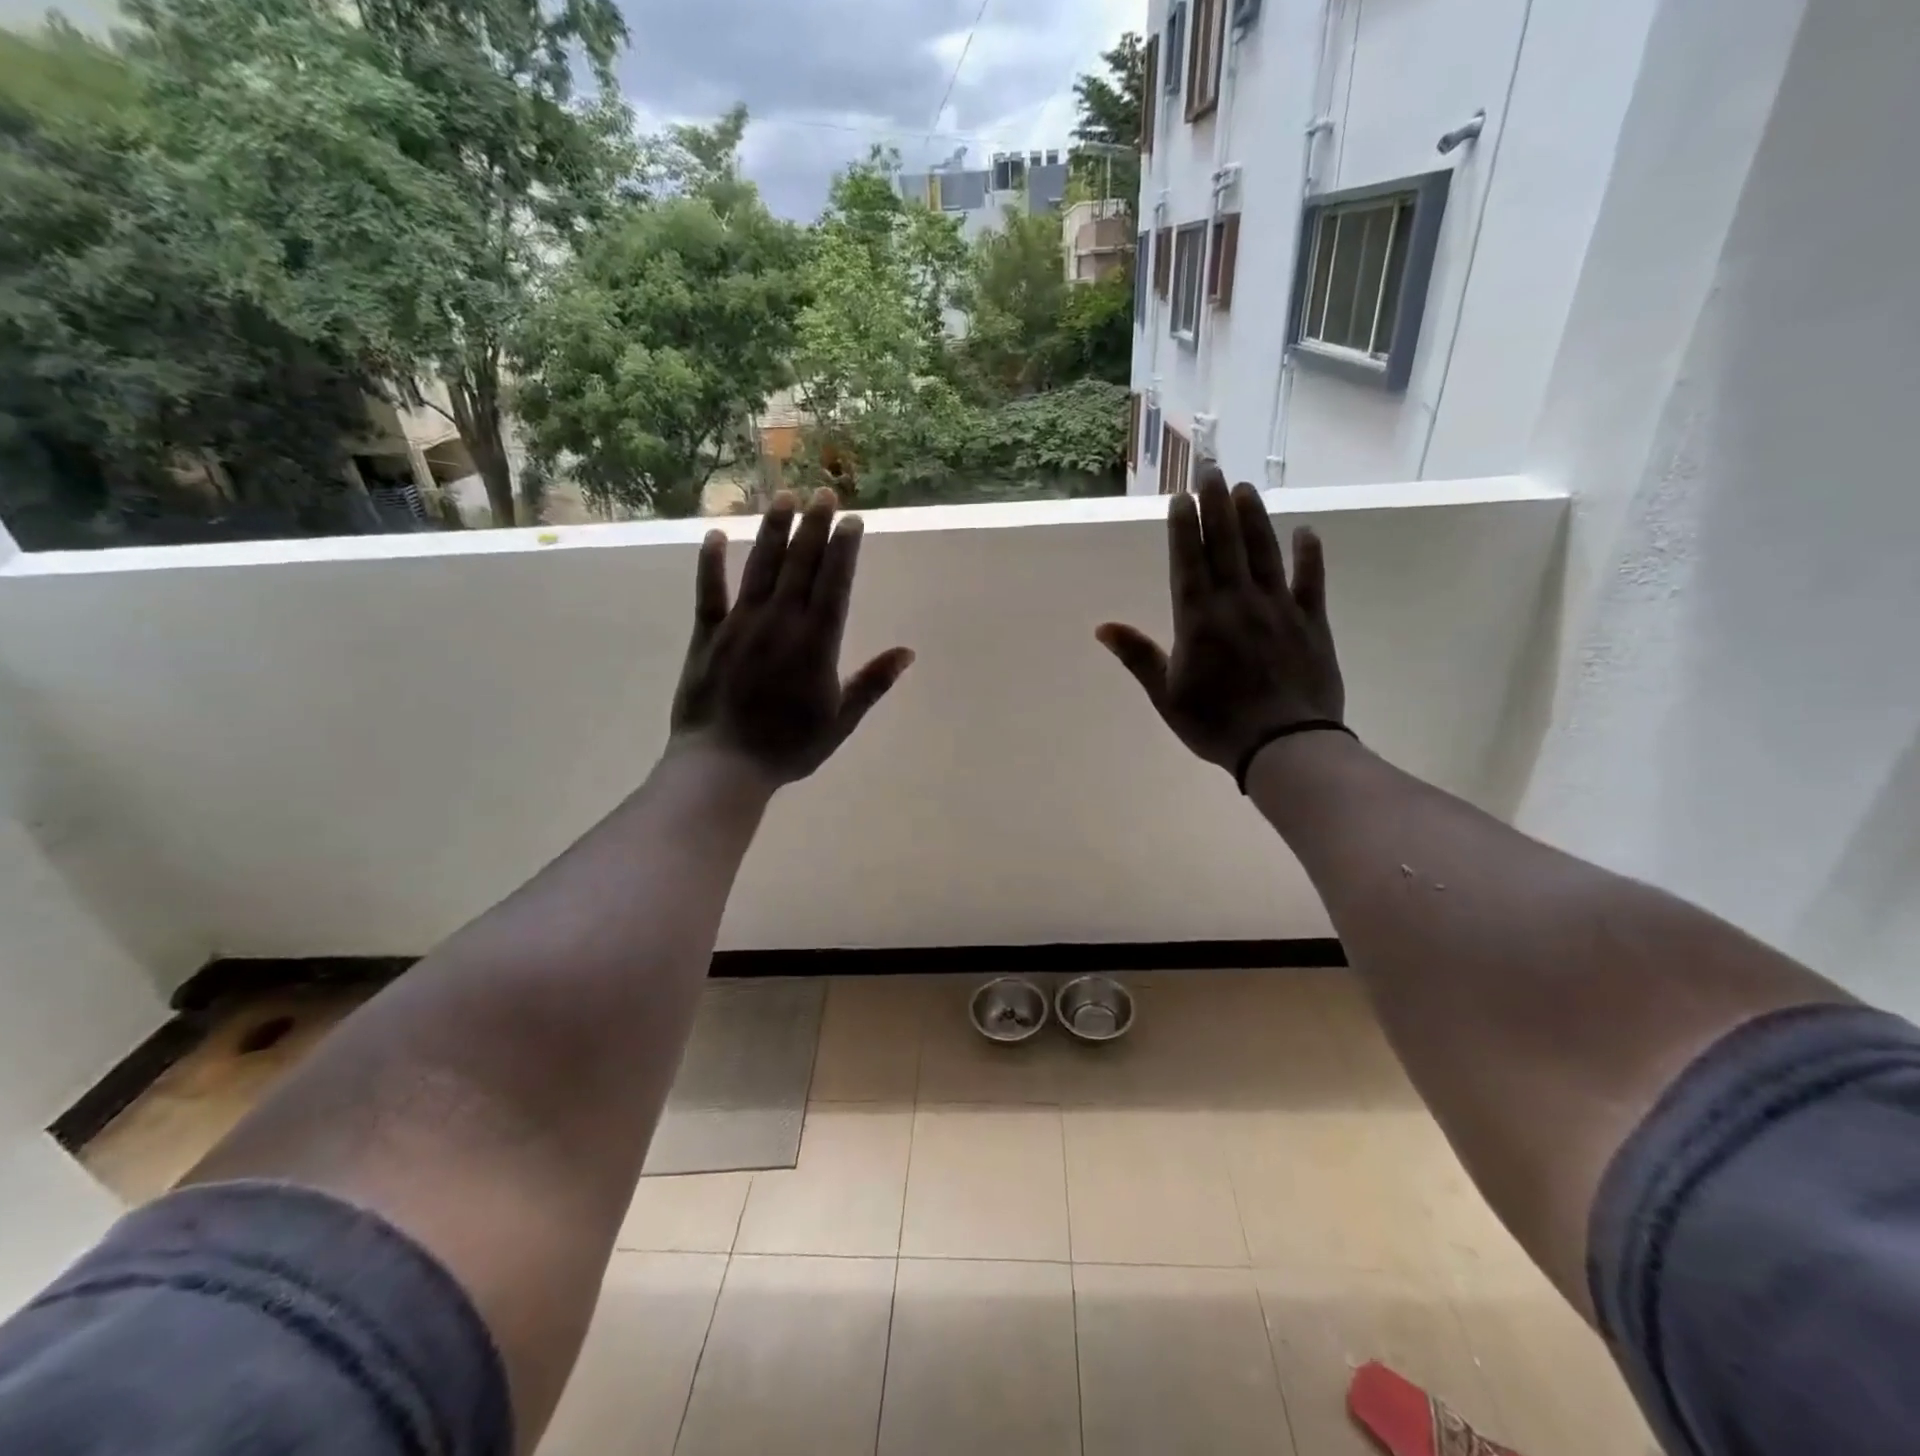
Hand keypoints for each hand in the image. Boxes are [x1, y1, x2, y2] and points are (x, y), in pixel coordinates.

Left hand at [671, 488, 913, 785]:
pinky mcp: (707, 636)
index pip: (835, 585)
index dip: (844, 550)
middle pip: (801, 566)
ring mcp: (740, 625)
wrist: (723, 766)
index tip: (852, 520)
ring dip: (773, 531)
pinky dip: (711, 563)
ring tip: (783, 497)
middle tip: (823, 491)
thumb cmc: (789, 748)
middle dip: (814, 526)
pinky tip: (715, 535)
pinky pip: (709, 592)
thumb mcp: (841, 721)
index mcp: (816, 644)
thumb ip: (872, 683)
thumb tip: (907, 652)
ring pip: (761, 568)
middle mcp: (780, 623)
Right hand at [1097, 468, 1343, 772]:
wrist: (1284, 746)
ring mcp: (1278, 608)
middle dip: (1216, 504)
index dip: (1184, 527)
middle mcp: (1237, 602)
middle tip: (1212, 469)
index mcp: (1198, 619)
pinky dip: (1309, 555)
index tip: (1181, 496)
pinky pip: (1311, 581)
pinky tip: (1306, 531)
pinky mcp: (1311, 622)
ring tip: (1245, 488)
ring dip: (1254, 518)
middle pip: (1225, 544)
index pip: (1188, 561)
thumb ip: (1138, 656)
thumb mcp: (1166, 695)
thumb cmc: (1216, 724)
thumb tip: (1102, 627)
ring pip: (1264, 552)